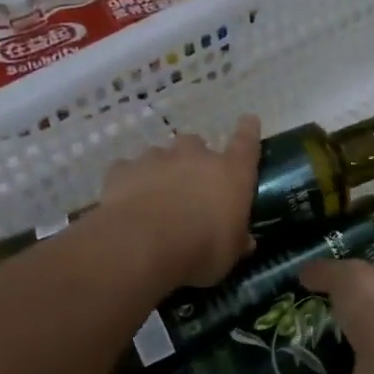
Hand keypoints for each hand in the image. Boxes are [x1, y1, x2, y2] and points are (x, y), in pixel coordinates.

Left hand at [98, 116, 259, 287]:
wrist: (144, 244)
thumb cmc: (202, 248)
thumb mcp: (229, 253)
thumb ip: (237, 241)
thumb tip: (246, 240)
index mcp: (231, 173)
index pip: (246, 143)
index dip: (249, 130)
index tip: (249, 119)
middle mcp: (195, 156)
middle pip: (196, 144)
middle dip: (194, 158)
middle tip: (191, 182)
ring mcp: (156, 158)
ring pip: (161, 155)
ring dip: (162, 170)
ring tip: (157, 196)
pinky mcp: (123, 169)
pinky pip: (128, 170)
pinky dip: (130, 181)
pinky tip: (128, 200)